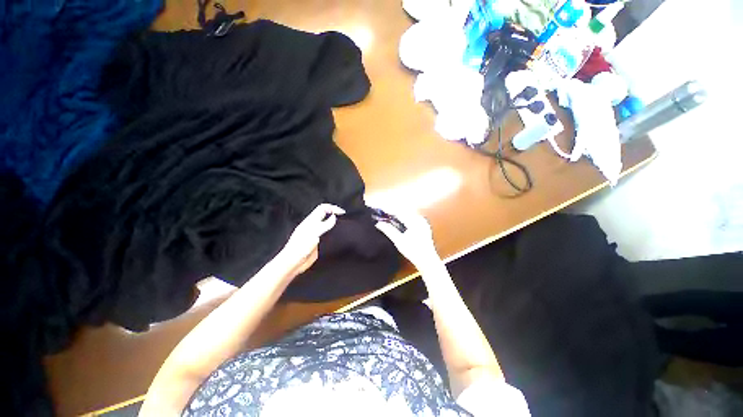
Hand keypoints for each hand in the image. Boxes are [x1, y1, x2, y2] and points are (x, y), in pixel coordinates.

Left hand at [279, 203, 344, 275]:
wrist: (293, 263)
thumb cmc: (299, 248)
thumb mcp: (313, 233)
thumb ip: (324, 225)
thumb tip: (334, 217)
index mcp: (311, 221)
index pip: (323, 208)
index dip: (332, 208)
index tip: (342, 213)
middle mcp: (313, 226)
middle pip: (325, 215)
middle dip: (334, 213)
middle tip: (344, 217)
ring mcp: (315, 235)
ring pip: (326, 225)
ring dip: (334, 223)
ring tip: (343, 225)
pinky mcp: (318, 243)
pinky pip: (326, 236)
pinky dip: (333, 234)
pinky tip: (337, 237)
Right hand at [373, 206, 443, 272]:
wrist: (427, 260)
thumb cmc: (413, 251)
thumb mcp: (399, 241)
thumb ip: (388, 230)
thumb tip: (378, 223)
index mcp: (414, 221)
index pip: (399, 212)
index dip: (388, 210)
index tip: (379, 210)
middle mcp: (419, 219)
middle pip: (403, 211)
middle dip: (392, 211)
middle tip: (382, 212)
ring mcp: (423, 222)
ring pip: (407, 214)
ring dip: (398, 214)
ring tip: (388, 215)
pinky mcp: (423, 226)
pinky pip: (411, 217)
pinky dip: (403, 218)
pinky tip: (398, 221)